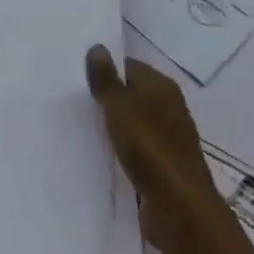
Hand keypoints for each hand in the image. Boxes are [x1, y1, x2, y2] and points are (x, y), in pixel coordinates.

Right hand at [87, 46, 223, 220]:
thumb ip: (106, 79)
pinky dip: (122, 148)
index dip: (105, 69)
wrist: (179, 206)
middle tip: (74, 101)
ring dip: (114, 124)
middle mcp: (169, 107)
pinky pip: (138, 147)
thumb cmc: (148, 147)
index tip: (77, 78)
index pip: (129, 66)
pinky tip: (102, 153)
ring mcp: (169, 137)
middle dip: (108, 97)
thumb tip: (97, 47)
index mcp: (162, 86)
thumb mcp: (119, 106)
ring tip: (82, 126)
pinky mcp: (164, 165)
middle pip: (132, 93)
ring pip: (134, 122)